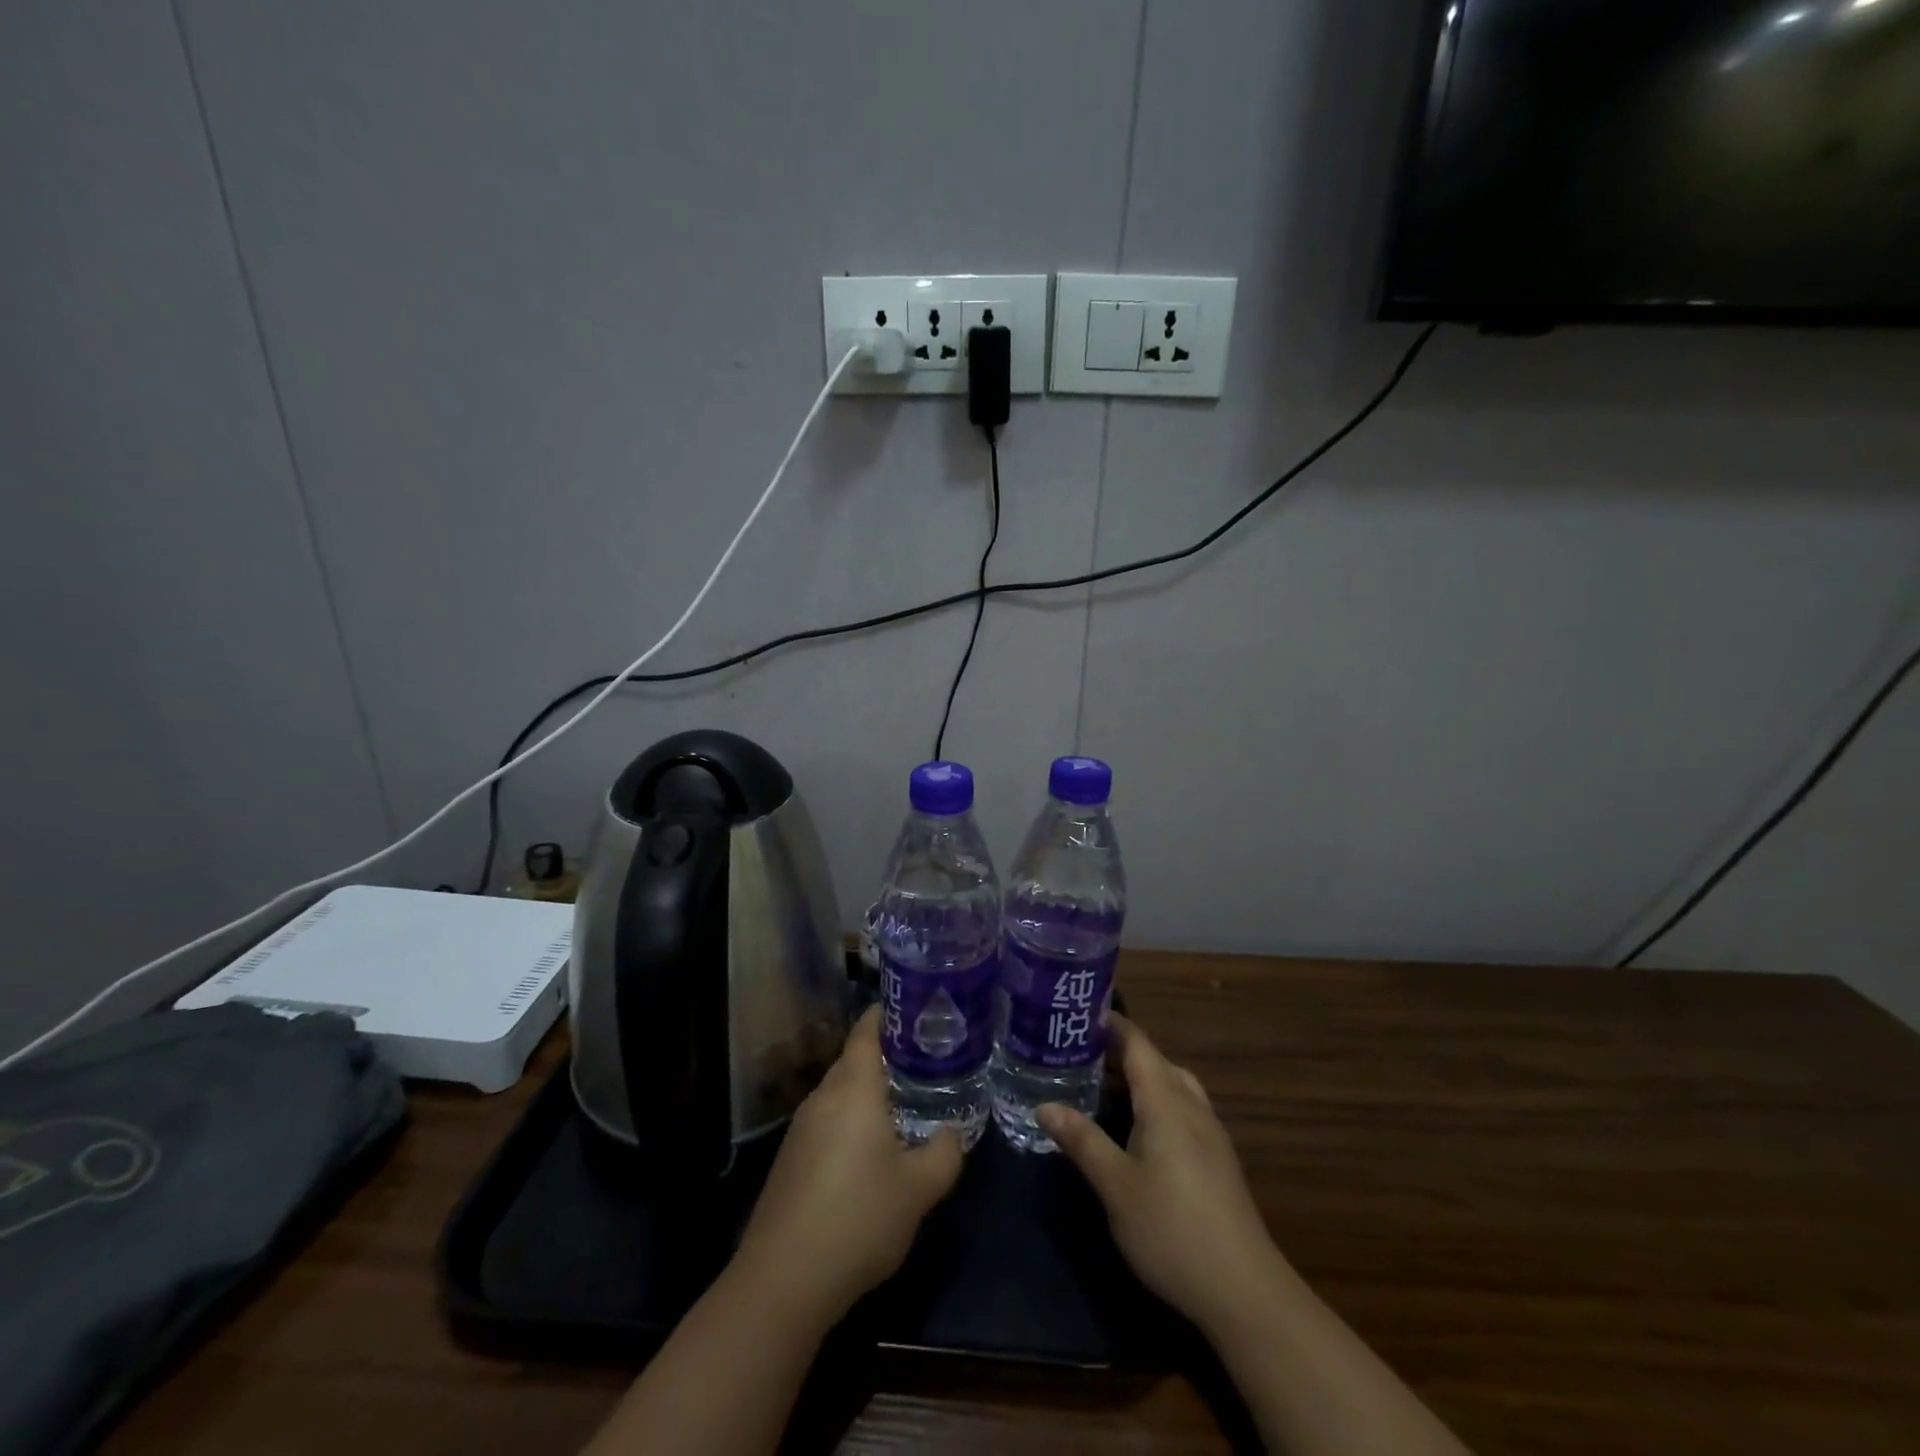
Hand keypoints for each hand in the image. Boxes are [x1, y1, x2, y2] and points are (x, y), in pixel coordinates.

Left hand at [733, 1006, 962, 1326]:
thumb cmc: (858, 1218)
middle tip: (925, 1059)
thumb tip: (952, 1133)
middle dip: (886, 1055)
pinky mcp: (790, 1159)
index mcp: (853, 1088)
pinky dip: (852, 1120)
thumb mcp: (919, 1189)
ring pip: (840, 1093)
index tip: (915, 1008)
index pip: (866, 1030)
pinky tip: (872, 1149)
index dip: (888, 1014)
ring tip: (905, 1101)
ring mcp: (801, 1129)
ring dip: (869, 1092)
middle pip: (853, 1060)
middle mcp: (823, 1097)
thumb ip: (945, 1153)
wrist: (783, 1280)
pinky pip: (828, 1121)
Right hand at [1039, 1013, 1286, 1336]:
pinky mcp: (1218, 1159)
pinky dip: (1156, 1101)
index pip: (1138, 1044)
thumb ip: (1082, 1141)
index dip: (1112, 1025)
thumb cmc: (1171, 1230)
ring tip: (1104, 1086)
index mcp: (1165, 1101)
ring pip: (1173, 1085)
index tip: (1080, 1013)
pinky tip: (1138, 1129)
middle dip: (1120, 1051)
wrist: (1244, 1291)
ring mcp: (1210, 1133)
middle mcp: (1191, 1106)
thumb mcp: (1116, 1186)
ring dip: (1141, 1077)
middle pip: (1156, 1061)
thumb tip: (1045, 1105)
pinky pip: (1183, 1108)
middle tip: (1079, 1052)